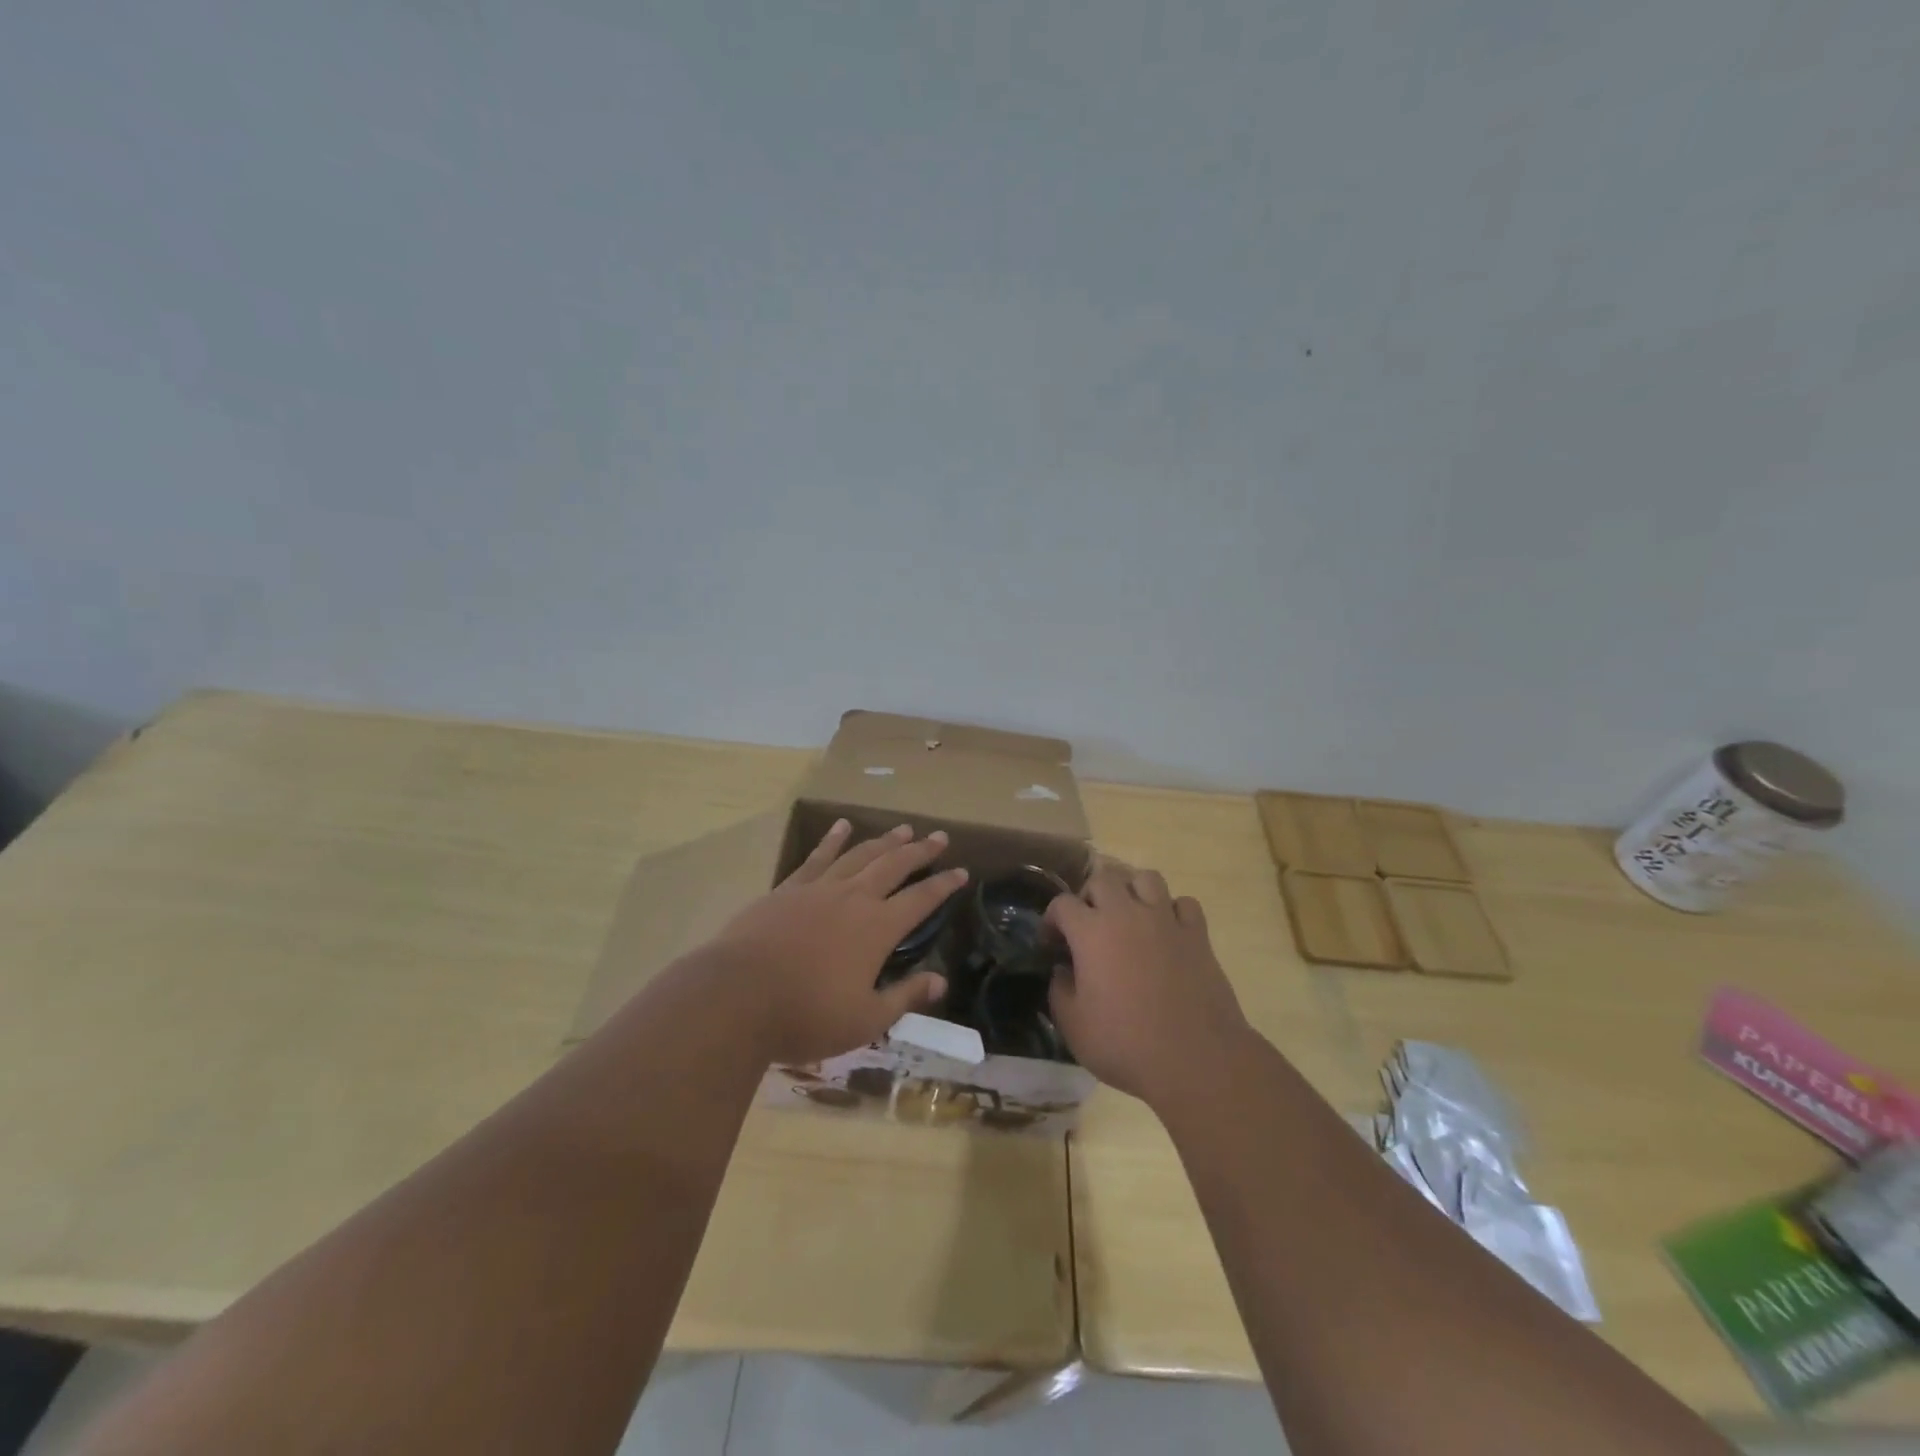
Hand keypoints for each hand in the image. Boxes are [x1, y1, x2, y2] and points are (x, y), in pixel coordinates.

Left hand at [706, 820, 967, 1065]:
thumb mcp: (865, 1019)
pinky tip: (842, 826)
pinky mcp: (787, 889)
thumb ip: (905, 997)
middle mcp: (853, 898)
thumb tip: (940, 981)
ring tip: (902, 828)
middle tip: (938, 836)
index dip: (943, 885)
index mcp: (877, 928)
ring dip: (884, 840)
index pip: (921, 899)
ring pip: (859, 854)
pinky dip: (832, 839)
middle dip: (919, 850)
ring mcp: (818, 889)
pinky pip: (817, 857)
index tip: (961, 871)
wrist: (736, 996)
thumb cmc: (806, 1015)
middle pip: (894, 865)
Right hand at [1046, 861, 1249, 1106]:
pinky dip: (1173, 911)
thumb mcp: (1073, 1026)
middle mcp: (1127, 914)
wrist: (1195, 1059)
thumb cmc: (1126, 1044)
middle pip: (1104, 878)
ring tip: (1129, 916)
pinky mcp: (1198, 935)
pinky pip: (1184, 904)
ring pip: (1146, 878)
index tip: (1052, 943)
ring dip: (1132, 891)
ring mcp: (1166, 920)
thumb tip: (1063, 970)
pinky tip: (1167, 932)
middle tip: (1089, 924)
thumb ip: (1059, 990)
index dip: (1052, 919)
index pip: (1062, 903)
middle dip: (1090, 896)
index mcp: (1091, 932)